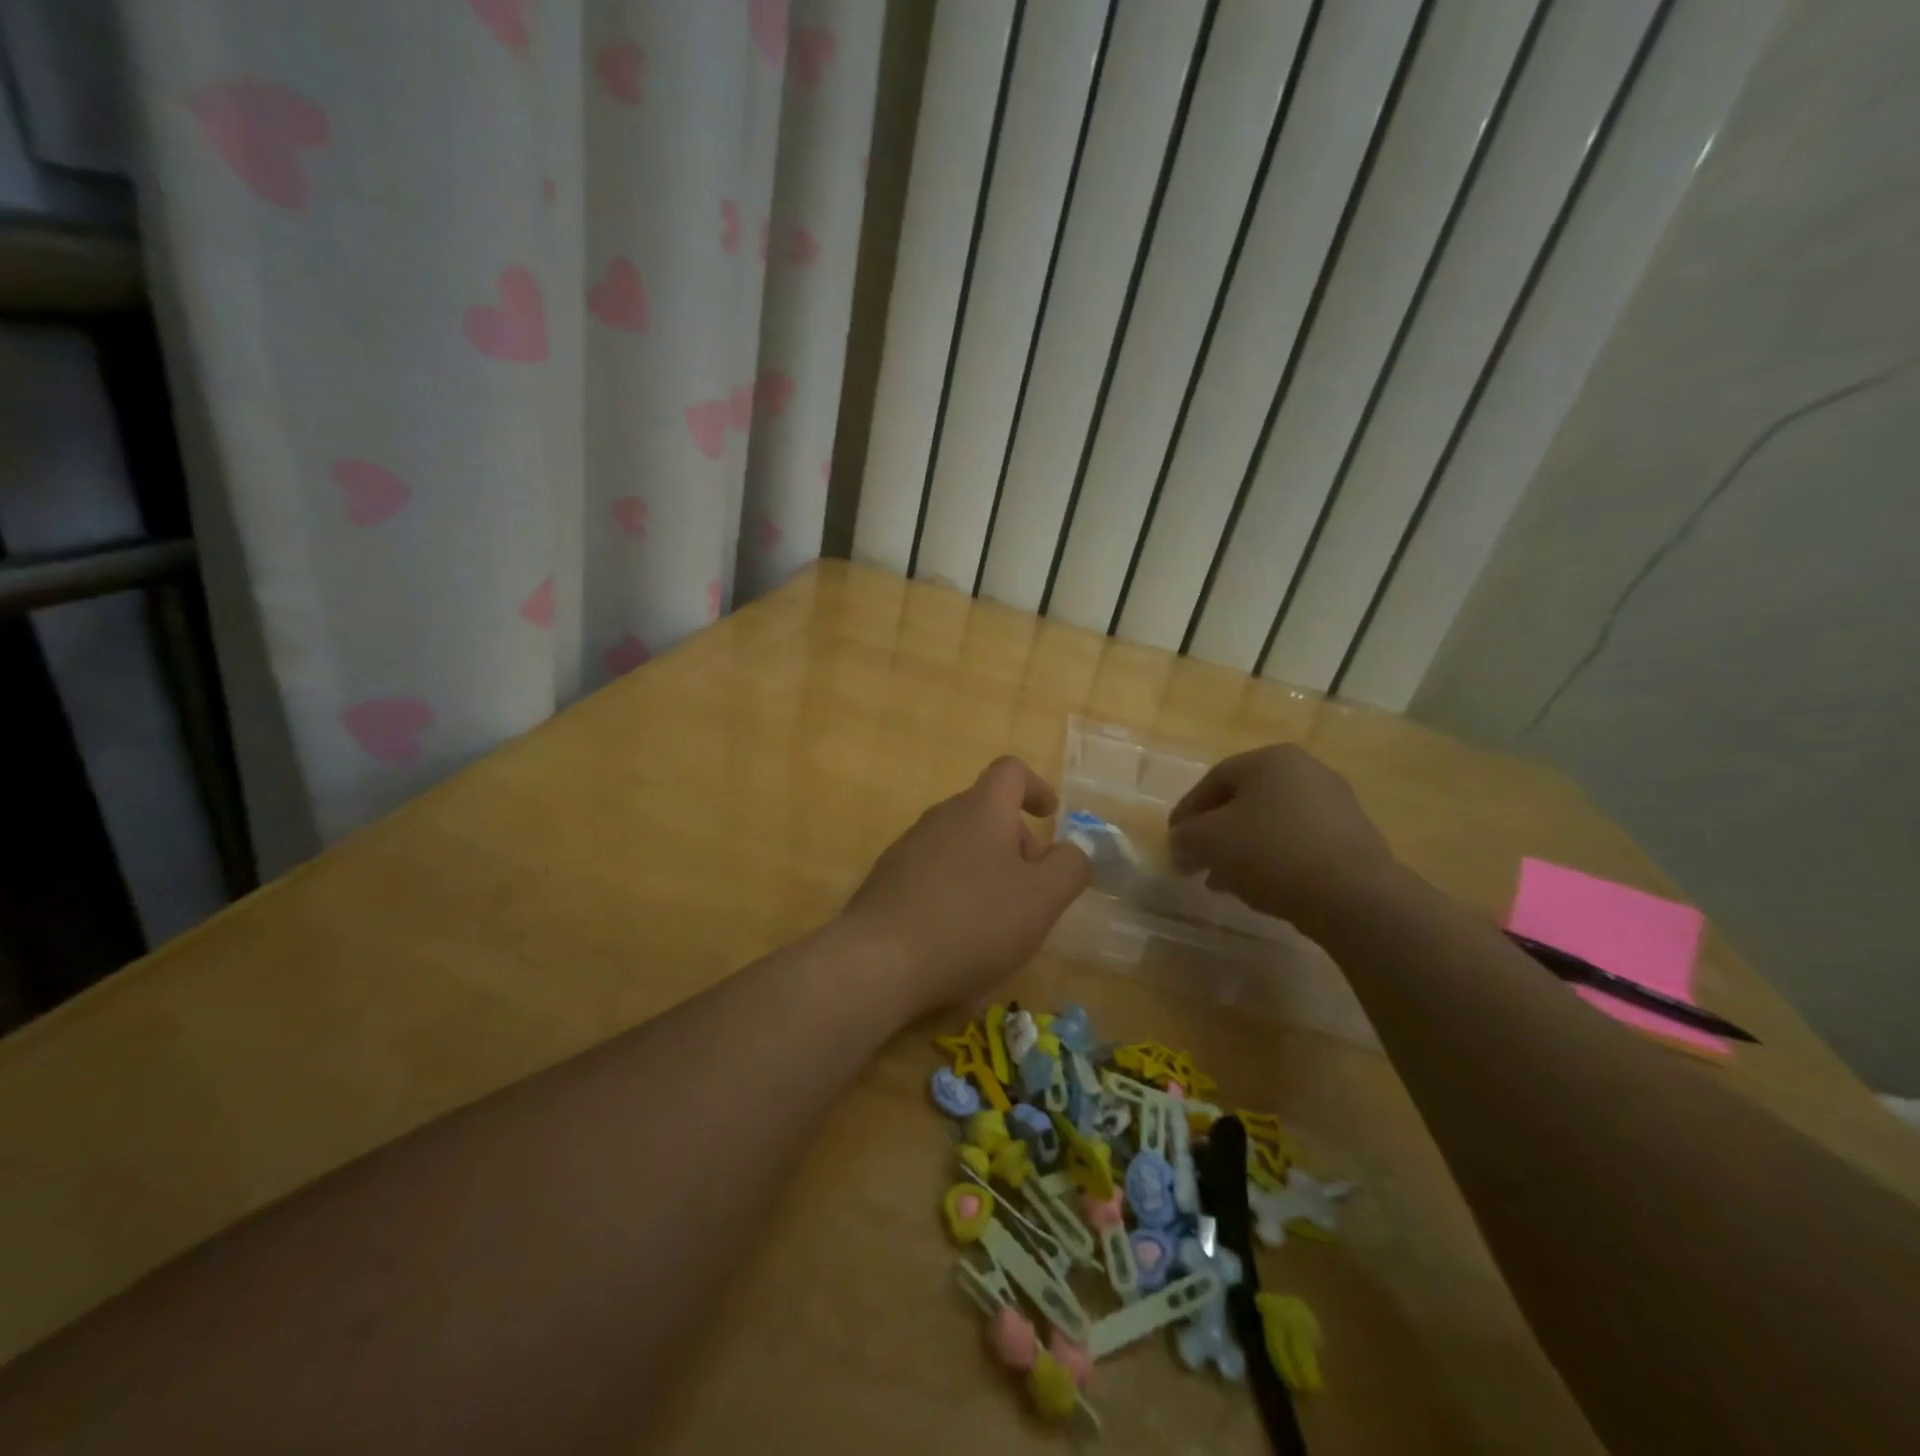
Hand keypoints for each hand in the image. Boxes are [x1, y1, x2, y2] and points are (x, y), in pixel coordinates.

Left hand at [843, 757, 1090, 1014]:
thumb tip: (1073, 850)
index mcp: (980, 810)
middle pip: (987, 811)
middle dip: (1017, 841)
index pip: (1010, 771)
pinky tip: (957, 932)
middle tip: (1031, 888)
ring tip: (997, 917)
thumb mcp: (1041, 900)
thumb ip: (1069, 868)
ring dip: (987, 867)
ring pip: (960, 843)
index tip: (1050, 817)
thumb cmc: (972, 922)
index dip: (1036, 787)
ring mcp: (908, 846)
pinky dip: (956, 887)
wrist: (879, 960)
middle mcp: (941, 817)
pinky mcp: (887, 878)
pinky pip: (934, 870)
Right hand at [1167, 744, 1396, 929]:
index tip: (1172, 841)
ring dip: (1242, 850)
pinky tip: (1262, 888)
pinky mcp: (1354, 838)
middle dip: (1215, 833)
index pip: (1214, 780)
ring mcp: (1336, 804)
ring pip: (1271, 824)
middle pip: (1244, 801)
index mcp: (1271, 759)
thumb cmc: (1272, 852)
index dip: (1187, 811)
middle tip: (1196, 862)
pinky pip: (1299, 843)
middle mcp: (1307, 771)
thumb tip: (1180, 843)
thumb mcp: (1210, 841)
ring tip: (1224, 883)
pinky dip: (1274, 860)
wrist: (1354, 896)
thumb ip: (1186, 837)